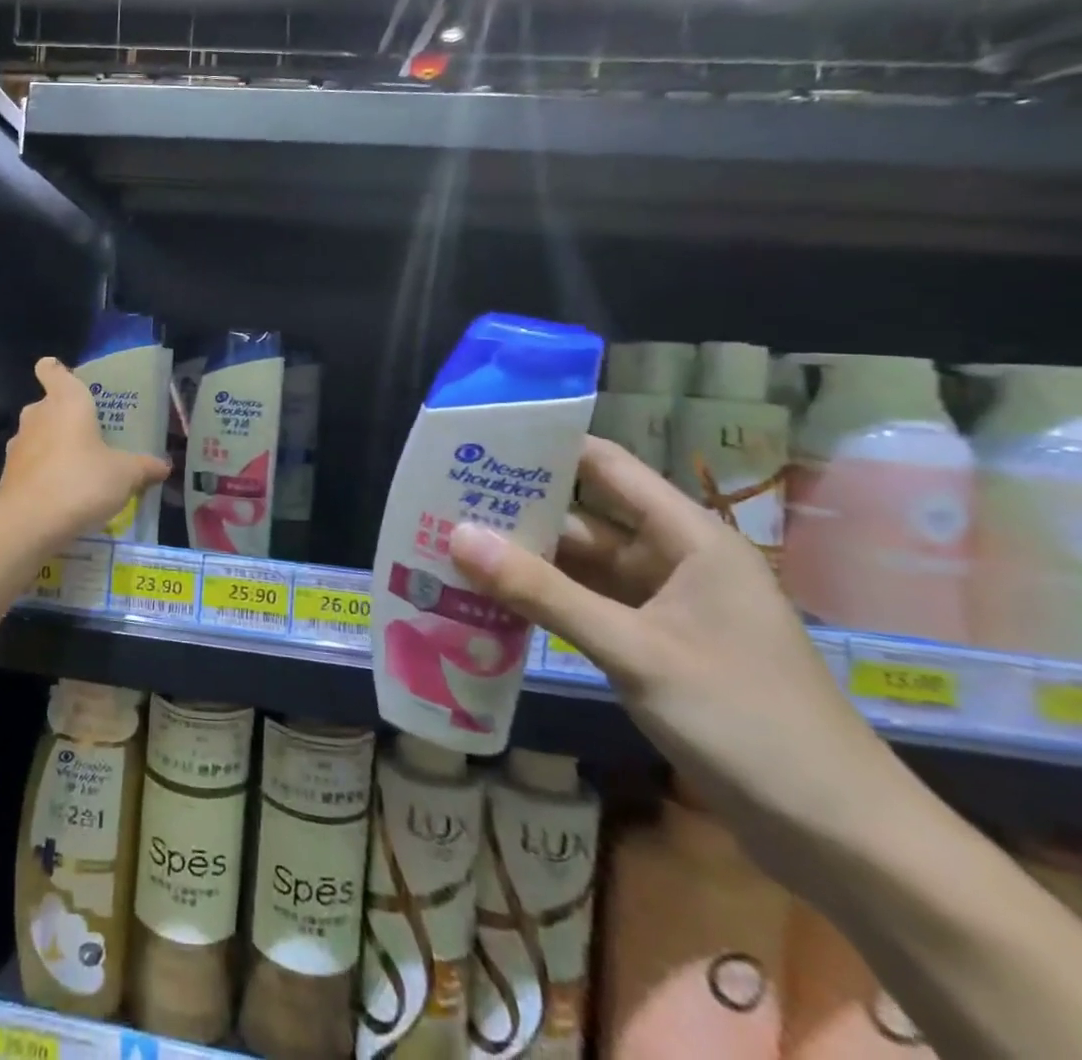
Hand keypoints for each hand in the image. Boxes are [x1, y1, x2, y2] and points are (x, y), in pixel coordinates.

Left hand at [0, 358, 169, 556]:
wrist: (28, 523)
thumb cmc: (81, 481)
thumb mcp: (125, 474)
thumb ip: (144, 467)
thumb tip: (164, 466)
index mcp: (66, 401)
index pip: (52, 370)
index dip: (57, 371)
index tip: (69, 381)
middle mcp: (38, 415)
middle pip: (49, 405)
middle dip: (67, 416)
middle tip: (94, 434)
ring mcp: (18, 444)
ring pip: (38, 435)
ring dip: (55, 446)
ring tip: (82, 467)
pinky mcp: (9, 474)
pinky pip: (31, 464)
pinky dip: (44, 473)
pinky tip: (64, 494)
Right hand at [448, 436, 896, 859]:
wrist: (843, 839)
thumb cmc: (748, 723)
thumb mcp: (635, 651)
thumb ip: (544, 593)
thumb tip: (457, 535)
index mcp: (687, 538)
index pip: (604, 467)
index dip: (544, 448)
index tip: (476, 445)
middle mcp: (673, 560)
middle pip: (583, 518)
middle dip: (517, 511)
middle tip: (440, 502)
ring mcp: (663, 606)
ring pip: (580, 566)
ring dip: (524, 561)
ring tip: (449, 548)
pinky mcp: (653, 646)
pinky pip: (586, 607)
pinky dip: (543, 602)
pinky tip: (490, 602)